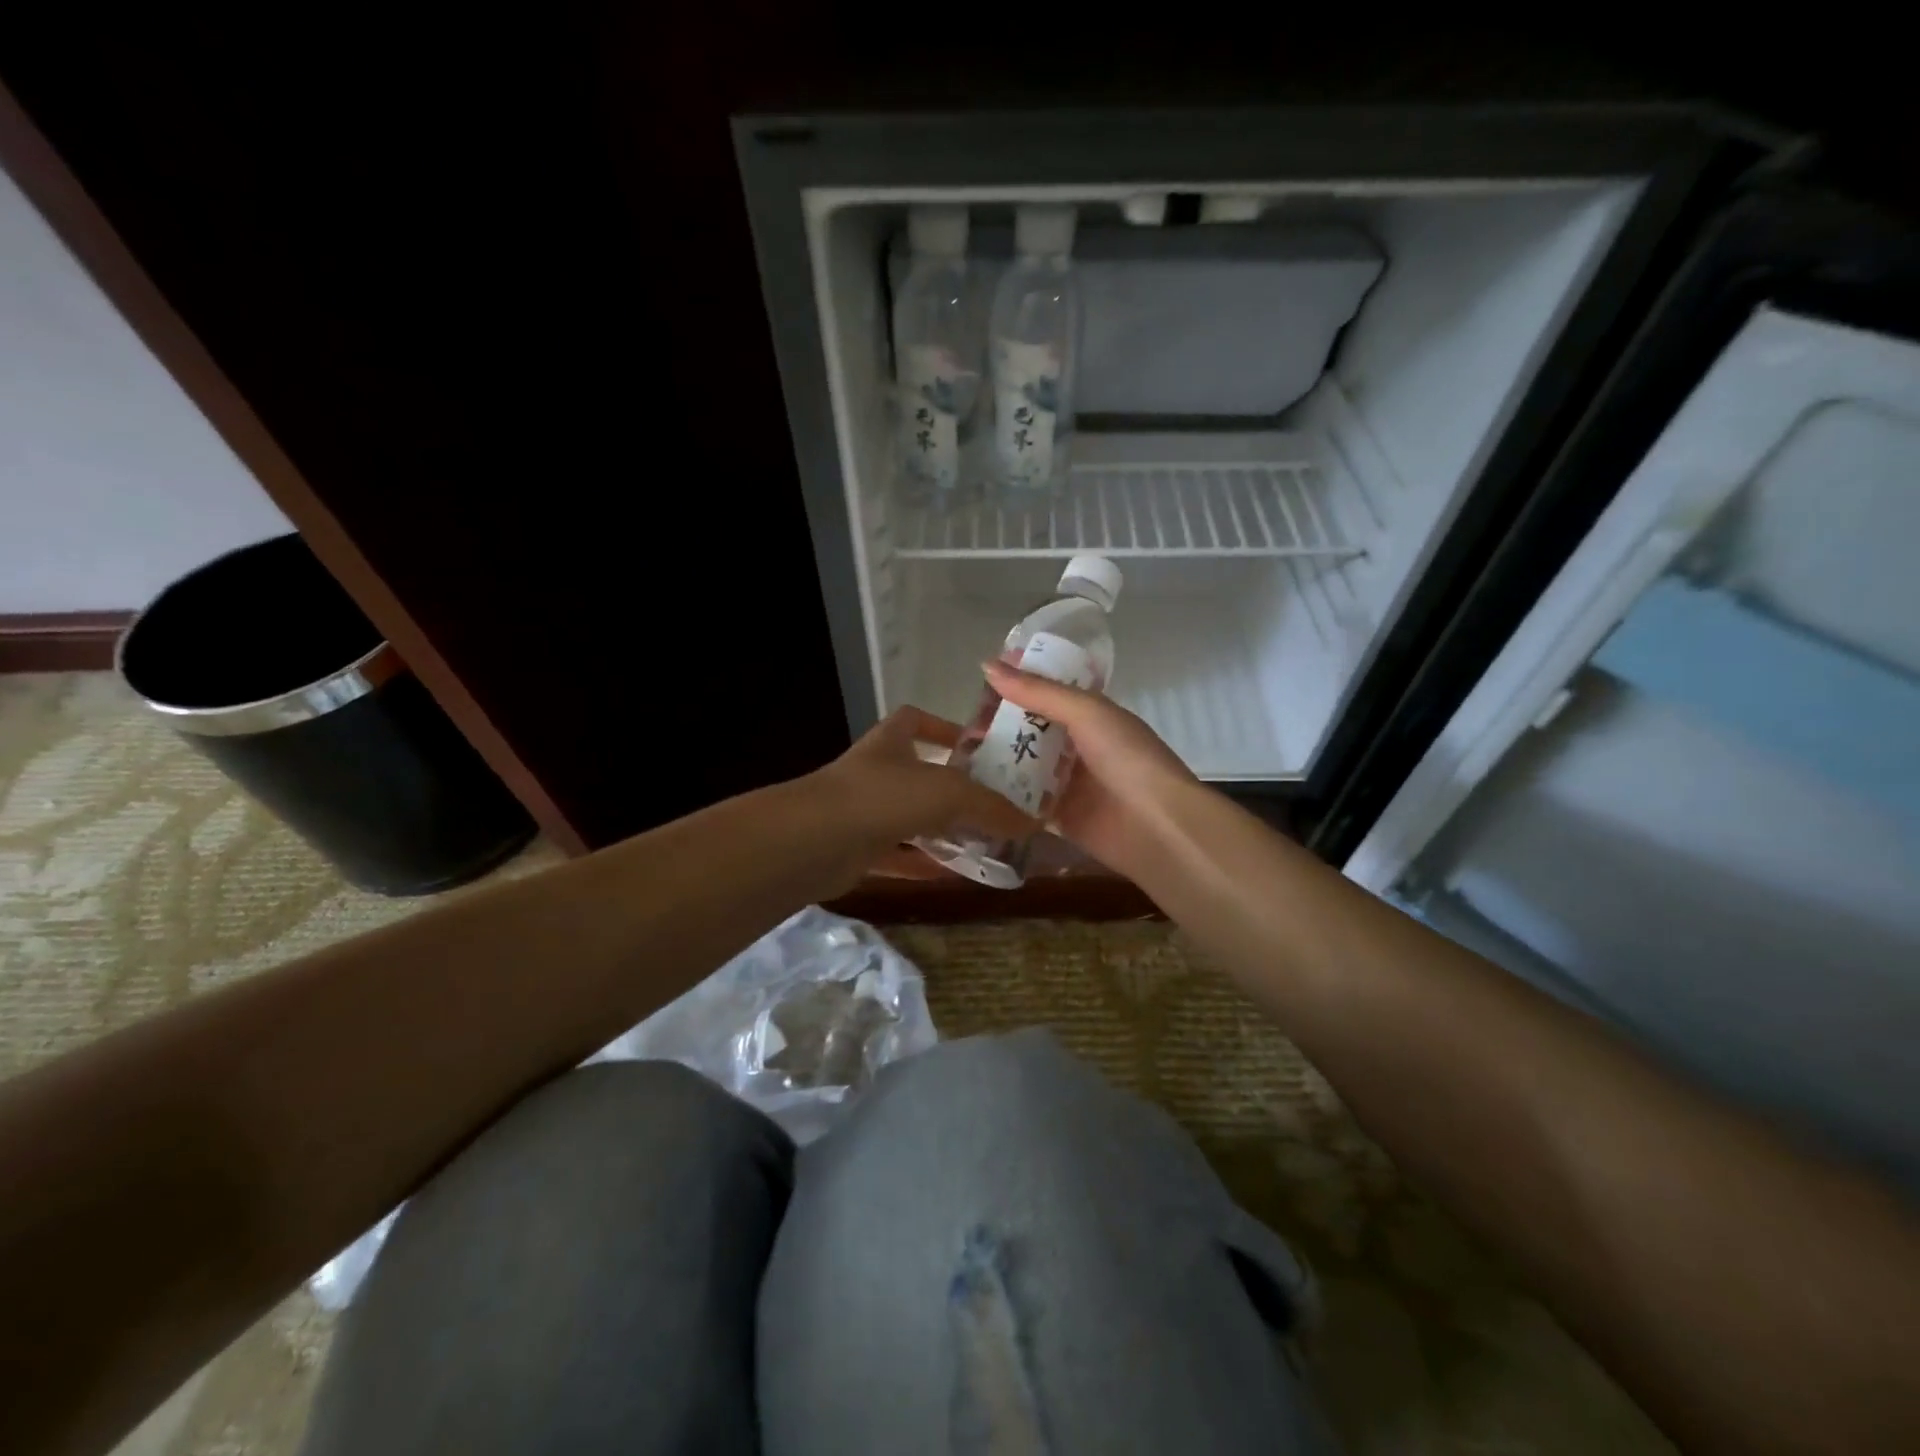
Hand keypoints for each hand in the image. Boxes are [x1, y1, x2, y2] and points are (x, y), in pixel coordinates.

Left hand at [803, 705, 1039, 889]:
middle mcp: (876, 772)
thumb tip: (1031, 822)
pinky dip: (923, 864)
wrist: (813, 842)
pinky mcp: (855, 850)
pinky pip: (898, 855)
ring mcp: (862, 812)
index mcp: (891, 742)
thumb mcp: (948, 792)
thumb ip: (991, 806)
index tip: (972, 745)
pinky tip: (953, 875)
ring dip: (940, 830)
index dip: (941, 727)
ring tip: (983, 843)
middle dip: (951, 788)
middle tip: (993, 805)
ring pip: (909, 818)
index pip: (913, 719)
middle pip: (917, 773)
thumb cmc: (883, 797)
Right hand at [980, 659, 1198, 877]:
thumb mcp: (1087, 713)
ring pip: (1025, 766)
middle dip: (1000, 725)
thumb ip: (1039, 692)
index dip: (1018, 684)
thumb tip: (987, 666)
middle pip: (1032, 730)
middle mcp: (1079, 746)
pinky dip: (1003, 796)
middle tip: (961, 724)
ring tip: (957, 754)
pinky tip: (971, 789)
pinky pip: (1025, 803)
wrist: (1157, 827)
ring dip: (997, 759)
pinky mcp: (1059, 818)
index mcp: (1092, 716)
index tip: (980, 680)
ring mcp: (1069, 784)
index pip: (1048, 692)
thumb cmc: (1127, 759)